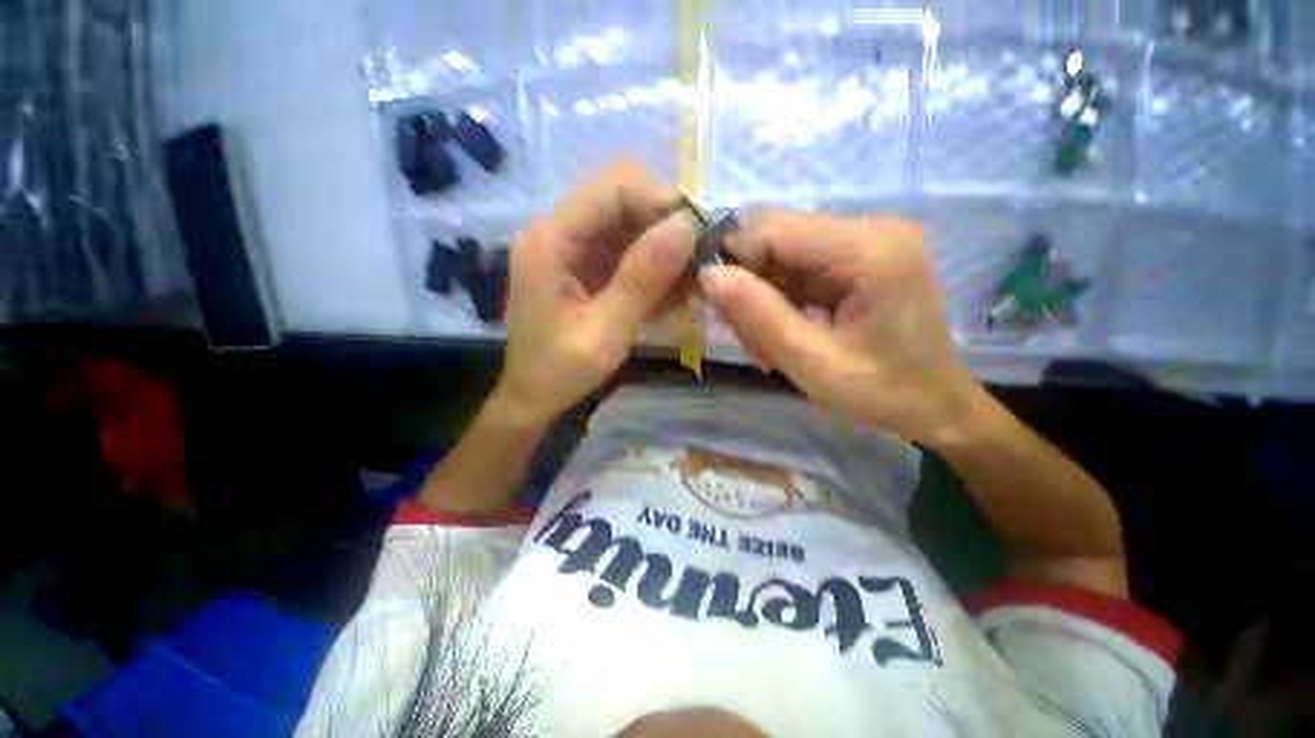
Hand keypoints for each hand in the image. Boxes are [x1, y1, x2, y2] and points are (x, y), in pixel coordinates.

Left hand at [496, 160, 695, 423]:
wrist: (533, 397)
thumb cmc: (559, 372)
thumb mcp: (604, 332)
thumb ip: (642, 280)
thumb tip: (686, 226)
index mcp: (551, 241)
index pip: (613, 190)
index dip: (662, 201)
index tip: (702, 233)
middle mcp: (559, 231)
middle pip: (623, 198)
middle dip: (665, 224)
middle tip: (697, 261)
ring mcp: (571, 247)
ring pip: (630, 223)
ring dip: (664, 248)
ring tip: (689, 284)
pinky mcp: (584, 265)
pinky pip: (627, 249)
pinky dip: (654, 267)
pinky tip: (670, 295)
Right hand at [700, 211, 980, 443]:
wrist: (936, 406)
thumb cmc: (884, 394)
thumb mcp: (814, 366)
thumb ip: (760, 319)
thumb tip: (708, 275)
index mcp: (870, 250)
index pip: (773, 229)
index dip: (733, 259)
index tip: (714, 303)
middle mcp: (871, 229)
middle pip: (777, 234)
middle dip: (749, 280)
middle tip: (749, 332)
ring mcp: (866, 241)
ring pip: (782, 251)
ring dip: (763, 292)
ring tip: (769, 340)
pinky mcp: (858, 258)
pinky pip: (798, 266)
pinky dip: (780, 296)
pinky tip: (786, 329)